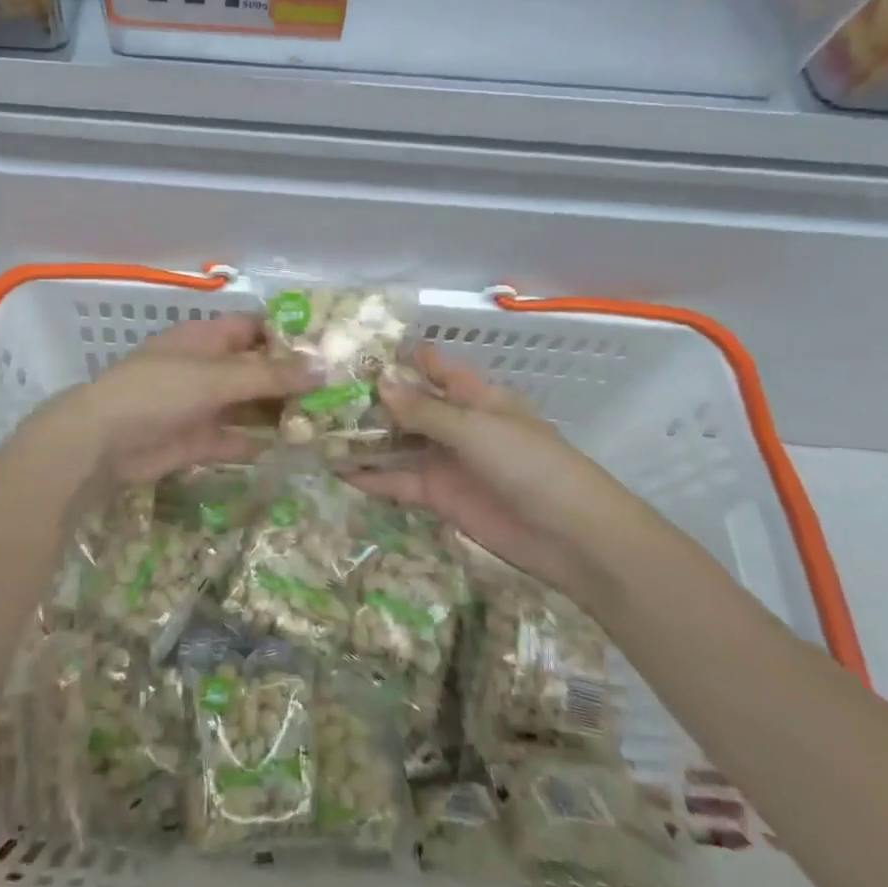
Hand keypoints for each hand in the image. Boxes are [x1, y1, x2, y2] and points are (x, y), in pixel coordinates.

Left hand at [54, 314, 318, 486]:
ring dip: (281, 413)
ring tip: (327, 422)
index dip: (289, 336)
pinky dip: (261, 444)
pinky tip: (295, 451)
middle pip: (258, 369)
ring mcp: (203, 405)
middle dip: (292, 380)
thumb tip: (323, 365)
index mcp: (208, 339)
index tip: (330, 348)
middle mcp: (208, 368)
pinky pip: (237, 439)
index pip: (256, 328)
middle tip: (340, 393)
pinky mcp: (199, 440)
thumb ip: (269, 375)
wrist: (103, 442)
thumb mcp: (216, 377)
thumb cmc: (159, 391)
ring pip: (250, 405)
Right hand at [344, 345, 651, 602]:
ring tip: (316, 429)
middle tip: (319, 391)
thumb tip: (380, 381)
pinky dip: (371, 476)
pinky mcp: (439, 497)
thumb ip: (425, 409)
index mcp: (474, 396)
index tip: (354, 349)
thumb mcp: (476, 429)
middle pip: (407, 406)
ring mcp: (446, 461)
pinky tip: (336, 470)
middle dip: (370, 399)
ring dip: (364, 438)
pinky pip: (399, 481)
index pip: (432, 368)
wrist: (571, 537)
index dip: (399, 358)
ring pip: (397, 443)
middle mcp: (456, 424)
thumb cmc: (530, 464)